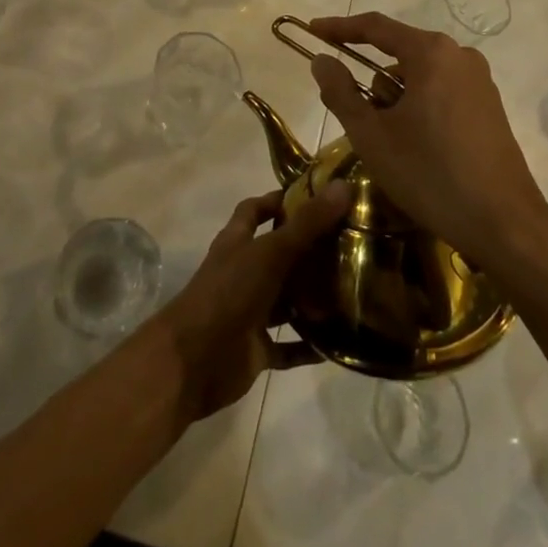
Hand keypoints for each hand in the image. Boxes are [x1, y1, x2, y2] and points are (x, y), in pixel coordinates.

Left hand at [146, 182, 351, 422]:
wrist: (194, 361)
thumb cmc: (229, 293)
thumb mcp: (270, 252)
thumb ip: (307, 224)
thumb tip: (343, 186)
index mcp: (237, 242)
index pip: (255, 210)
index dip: (278, 200)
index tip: (315, 197)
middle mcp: (242, 272)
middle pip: (277, 255)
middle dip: (308, 251)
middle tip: (348, 246)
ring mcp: (248, 311)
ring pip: (286, 301)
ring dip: (313, 299)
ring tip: (354, 293)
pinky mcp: (255, 348)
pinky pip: (288, 345)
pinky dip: (309, 345)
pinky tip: (338, 343)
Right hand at [307, 12, 547, 270]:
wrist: (505, 225)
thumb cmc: (430, 174)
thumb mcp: (372, 135)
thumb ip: (340, 92)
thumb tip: (321, 60)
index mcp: (431, 53)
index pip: (375, 28)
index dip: (339, 28)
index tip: (313, 30)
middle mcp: (459, 56)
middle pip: (398, 54)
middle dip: (371, 80)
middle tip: (354, 117)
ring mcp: (479, 82)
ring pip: (419, 77)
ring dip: (396, 100)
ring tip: (389, 145)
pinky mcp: (489, 107)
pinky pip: (440, 93)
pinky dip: (419, 109)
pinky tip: (416, 148)